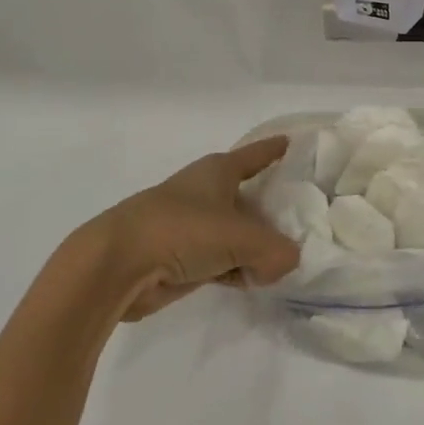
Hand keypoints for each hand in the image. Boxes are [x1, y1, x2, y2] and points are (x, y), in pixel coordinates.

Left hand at [67, 136, 300, 320]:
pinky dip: (237, 268)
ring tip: (286, 259)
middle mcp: (205, 193)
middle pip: (250, 198)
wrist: (117, 266)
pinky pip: (221, 260)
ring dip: (256, 246)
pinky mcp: (181, 258)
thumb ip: (276, 251)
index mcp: (218, 172)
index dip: (275, 150)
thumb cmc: (181, 231)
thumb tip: (284, 263)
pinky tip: (255, 281)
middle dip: (273, 209)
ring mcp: (192, 227)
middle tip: (307, 220)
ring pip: (236, 233)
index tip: (292, 143)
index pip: (255, 155)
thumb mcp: (242, 238)